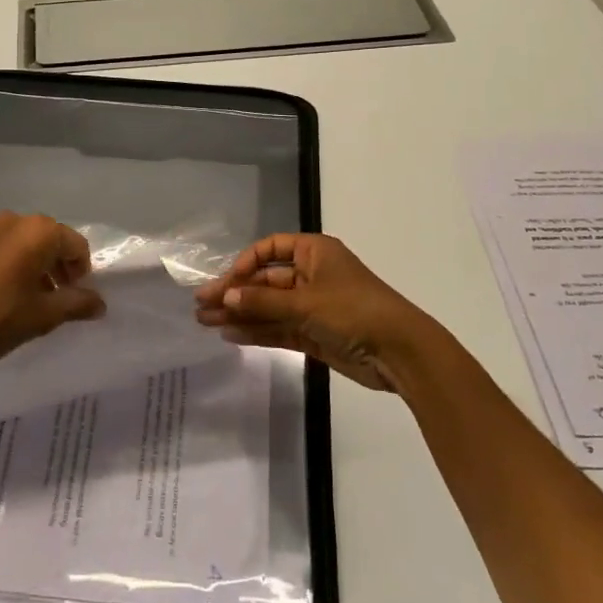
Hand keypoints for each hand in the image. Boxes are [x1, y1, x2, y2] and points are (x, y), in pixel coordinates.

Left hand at [0, 212, 104, 377]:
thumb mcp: (42, 315)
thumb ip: (76, 304)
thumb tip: (100, 303)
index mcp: (38, 231)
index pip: (76, 246)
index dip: (83, 272)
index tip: (78, 298)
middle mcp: (16, 221)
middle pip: (52, 241)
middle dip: (61, 269)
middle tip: (61, 300)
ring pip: (28, 245)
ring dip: (39, 269)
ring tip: (36, 303)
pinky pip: (7, 249)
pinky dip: (17, 267)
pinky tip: (10, 297)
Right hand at [194, 233, 438, 391]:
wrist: (400, 352)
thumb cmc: (354, 311)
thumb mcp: (305, 303)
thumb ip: (263, 302)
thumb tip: (226, 297)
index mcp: (314, 252)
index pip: (270, 249)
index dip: (245, 263)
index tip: (225, 283)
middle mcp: (312, 275)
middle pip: (265, 281)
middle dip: (235, 293)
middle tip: (201, 306)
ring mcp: (313, 306)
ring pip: (269, 307)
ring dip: (240, 314)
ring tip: (206, 323)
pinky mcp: (315, 334)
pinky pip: (279, 329)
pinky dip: (257, 332)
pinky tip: (231, 335)